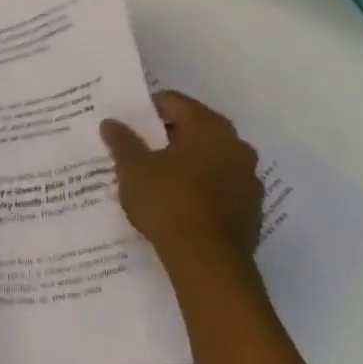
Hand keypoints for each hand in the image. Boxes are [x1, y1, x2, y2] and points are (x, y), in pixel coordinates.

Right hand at [101, 92, 264, 287]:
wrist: (207, 260)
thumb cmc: (168, 201)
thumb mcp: (133, 168)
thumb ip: (123, 141)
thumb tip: (112, 122)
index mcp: (210, 128)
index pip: (175, 102)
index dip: (147, 108)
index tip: (126, 121)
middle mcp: (236, 146)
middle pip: (195, 129)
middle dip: (166, 136)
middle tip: (136, 147)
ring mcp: (248, 179)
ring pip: (209, 158)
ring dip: (185, 162)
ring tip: (153, 176)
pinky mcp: (251, 209)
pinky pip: (219, 185)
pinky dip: (198, 186)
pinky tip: (175, 202)